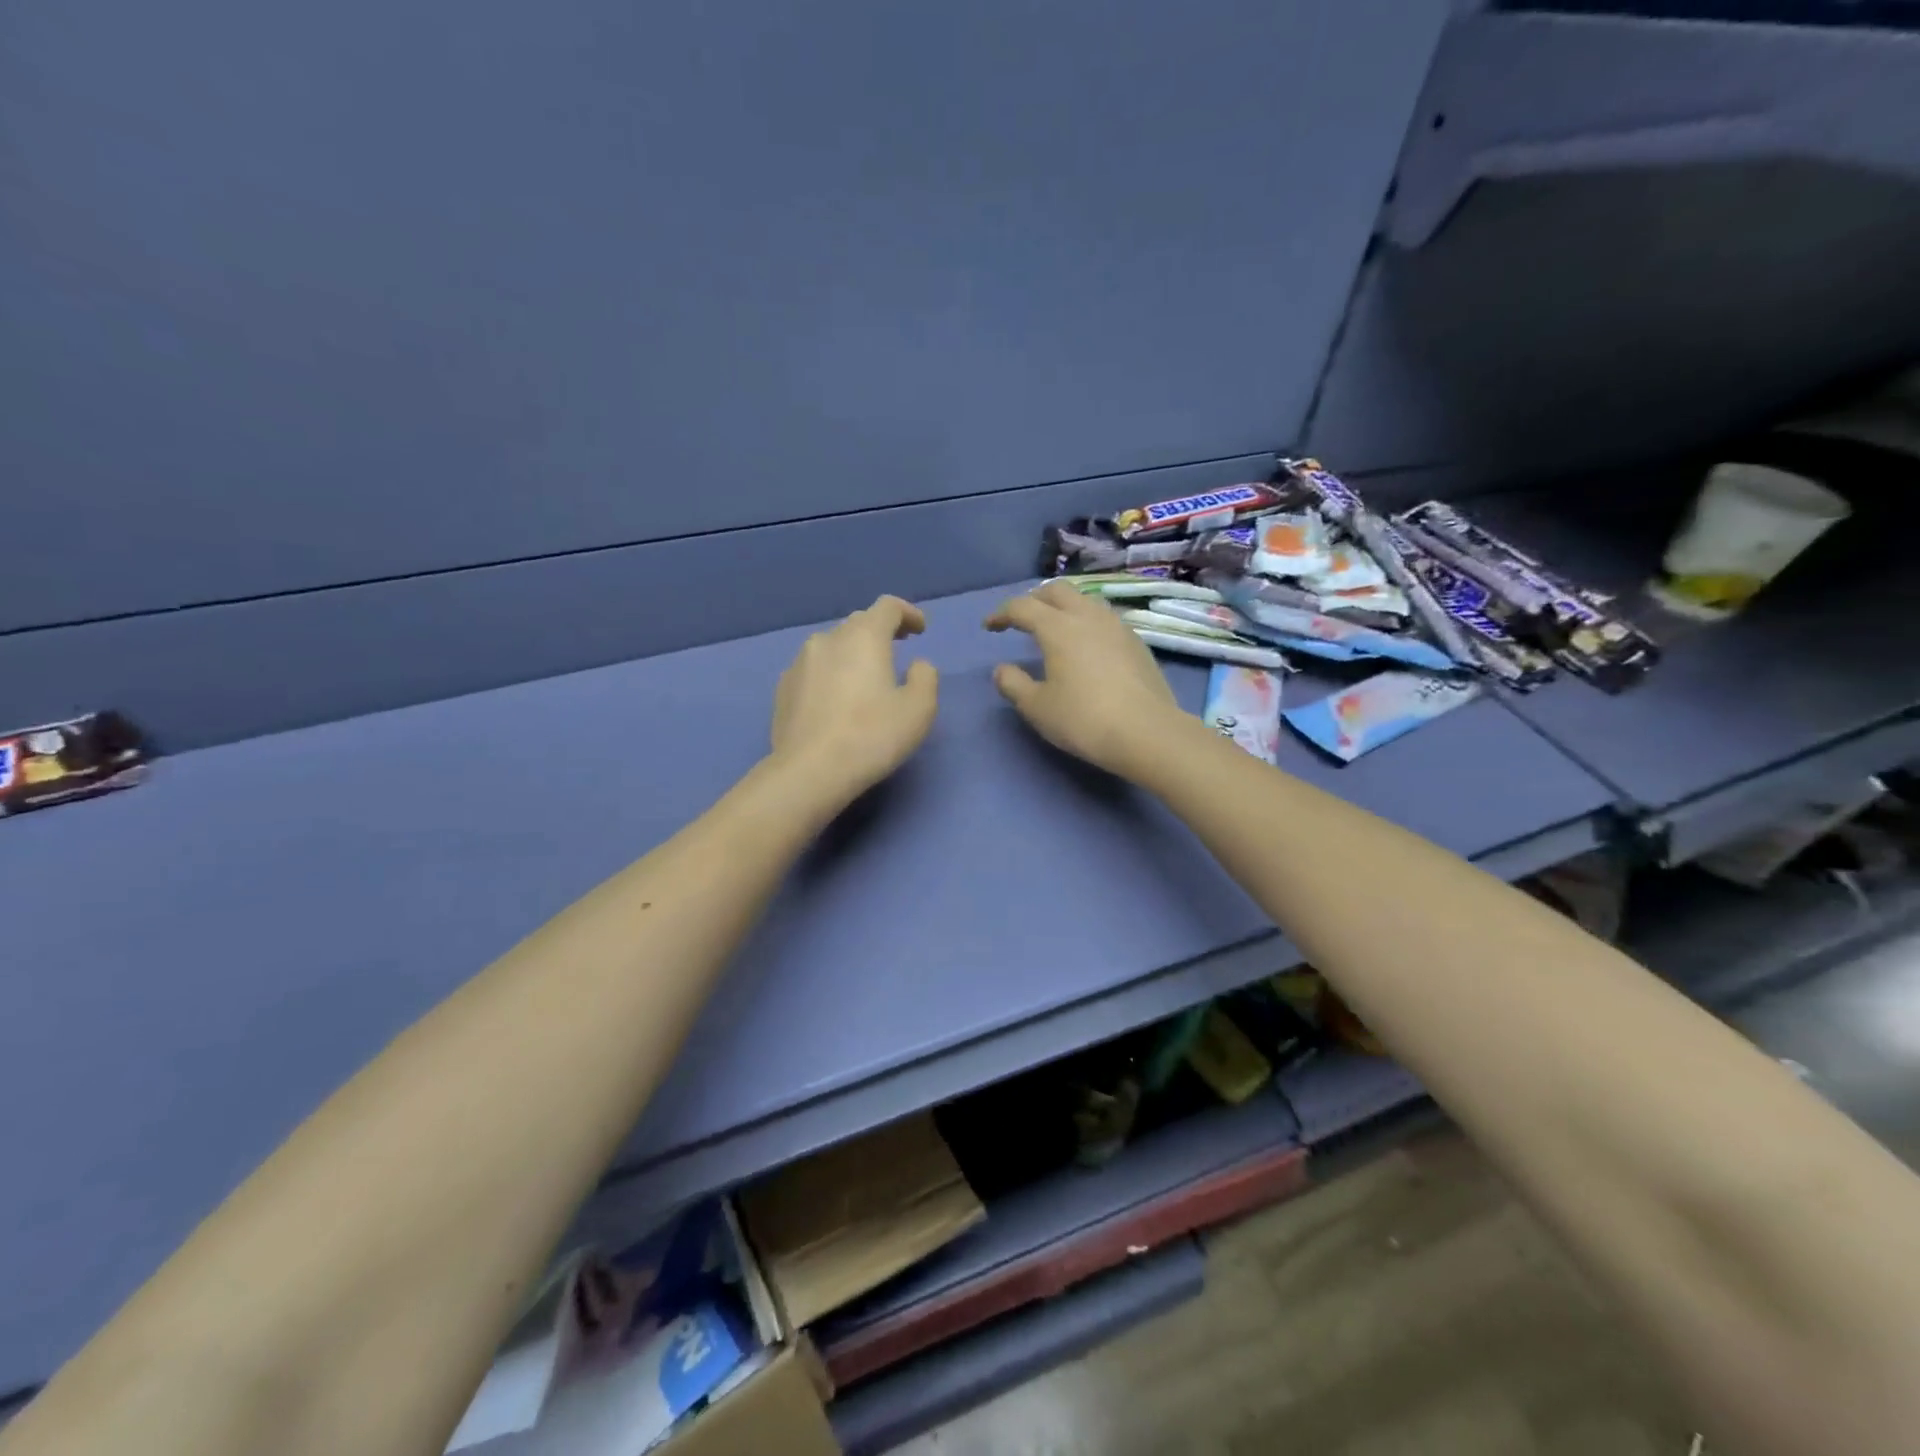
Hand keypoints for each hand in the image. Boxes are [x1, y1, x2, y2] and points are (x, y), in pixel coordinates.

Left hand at [769, 595, 939, 806]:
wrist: (810, 771)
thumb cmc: (872, 736)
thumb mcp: (919, 709)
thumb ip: (925, 677)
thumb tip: (916, 665)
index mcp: (864, 637)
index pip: (888, 607)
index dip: (908, 613)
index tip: (920, 630)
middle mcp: (828, 639)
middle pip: (859, 623)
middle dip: (881, 632)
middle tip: (898, 650)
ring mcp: (800, 662)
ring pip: (833, 646)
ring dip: (853, 653)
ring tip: (865, 678)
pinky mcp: (784, 687)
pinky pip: (814, 669)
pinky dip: (831, 674)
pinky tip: (837, 700)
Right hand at [986, 580, 1190, 777]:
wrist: (1147, 733)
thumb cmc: (1083, 719)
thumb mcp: (1037, 707)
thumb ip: (1013, 684)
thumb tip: (1002, 669)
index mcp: (1058, 627)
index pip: (1022, 606)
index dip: (1001, 613)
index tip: (989, 626)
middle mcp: (1088, 616)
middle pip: (1057, 590)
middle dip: (1034, 599)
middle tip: (1022, 619)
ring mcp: (1117, 626)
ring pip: (1085, 600)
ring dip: (1064, 607)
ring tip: (1055, 628)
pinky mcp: (1137, 642)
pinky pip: (1104, 619)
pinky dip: (1087, 622)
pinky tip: (1087, 646)